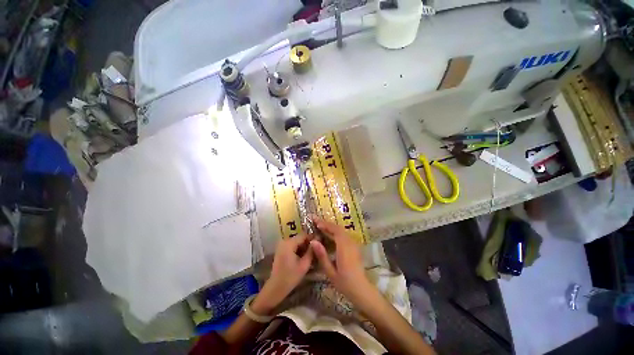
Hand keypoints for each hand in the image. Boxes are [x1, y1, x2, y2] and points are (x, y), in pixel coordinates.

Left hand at [252, 234, 312, 314]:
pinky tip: (304, 256)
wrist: (275, 288)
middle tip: (317, 250)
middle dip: (309, 243)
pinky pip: (293, 245)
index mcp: (289, 243)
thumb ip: (311, 251)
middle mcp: (284, 241)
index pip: (304, 235)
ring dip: (304, 246)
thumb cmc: (290, 277)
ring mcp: (282, 245)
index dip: (313, 238)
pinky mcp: (281, 249)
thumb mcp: (304, 265)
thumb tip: (318, 241)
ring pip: (297, 241)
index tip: (321, 243)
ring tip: (312, 253)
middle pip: (300, 237)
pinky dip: (299, 249)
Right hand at [310, 217, 374, 303]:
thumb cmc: (345, 283)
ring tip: (320, 226)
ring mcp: (353, 244)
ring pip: (341, 231)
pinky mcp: (354, 247)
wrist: (362, 290)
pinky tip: (329, 235)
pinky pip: (344, 235)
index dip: (325, 225)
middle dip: (327, 224)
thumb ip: (322, 256)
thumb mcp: (330, 272)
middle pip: (338, 228)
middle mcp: (350, 243)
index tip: (316, 222)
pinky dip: (335, 232)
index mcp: (344, 248)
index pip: (335, 230)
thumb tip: (313, 241)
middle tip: (315, 221)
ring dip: (331, 227)